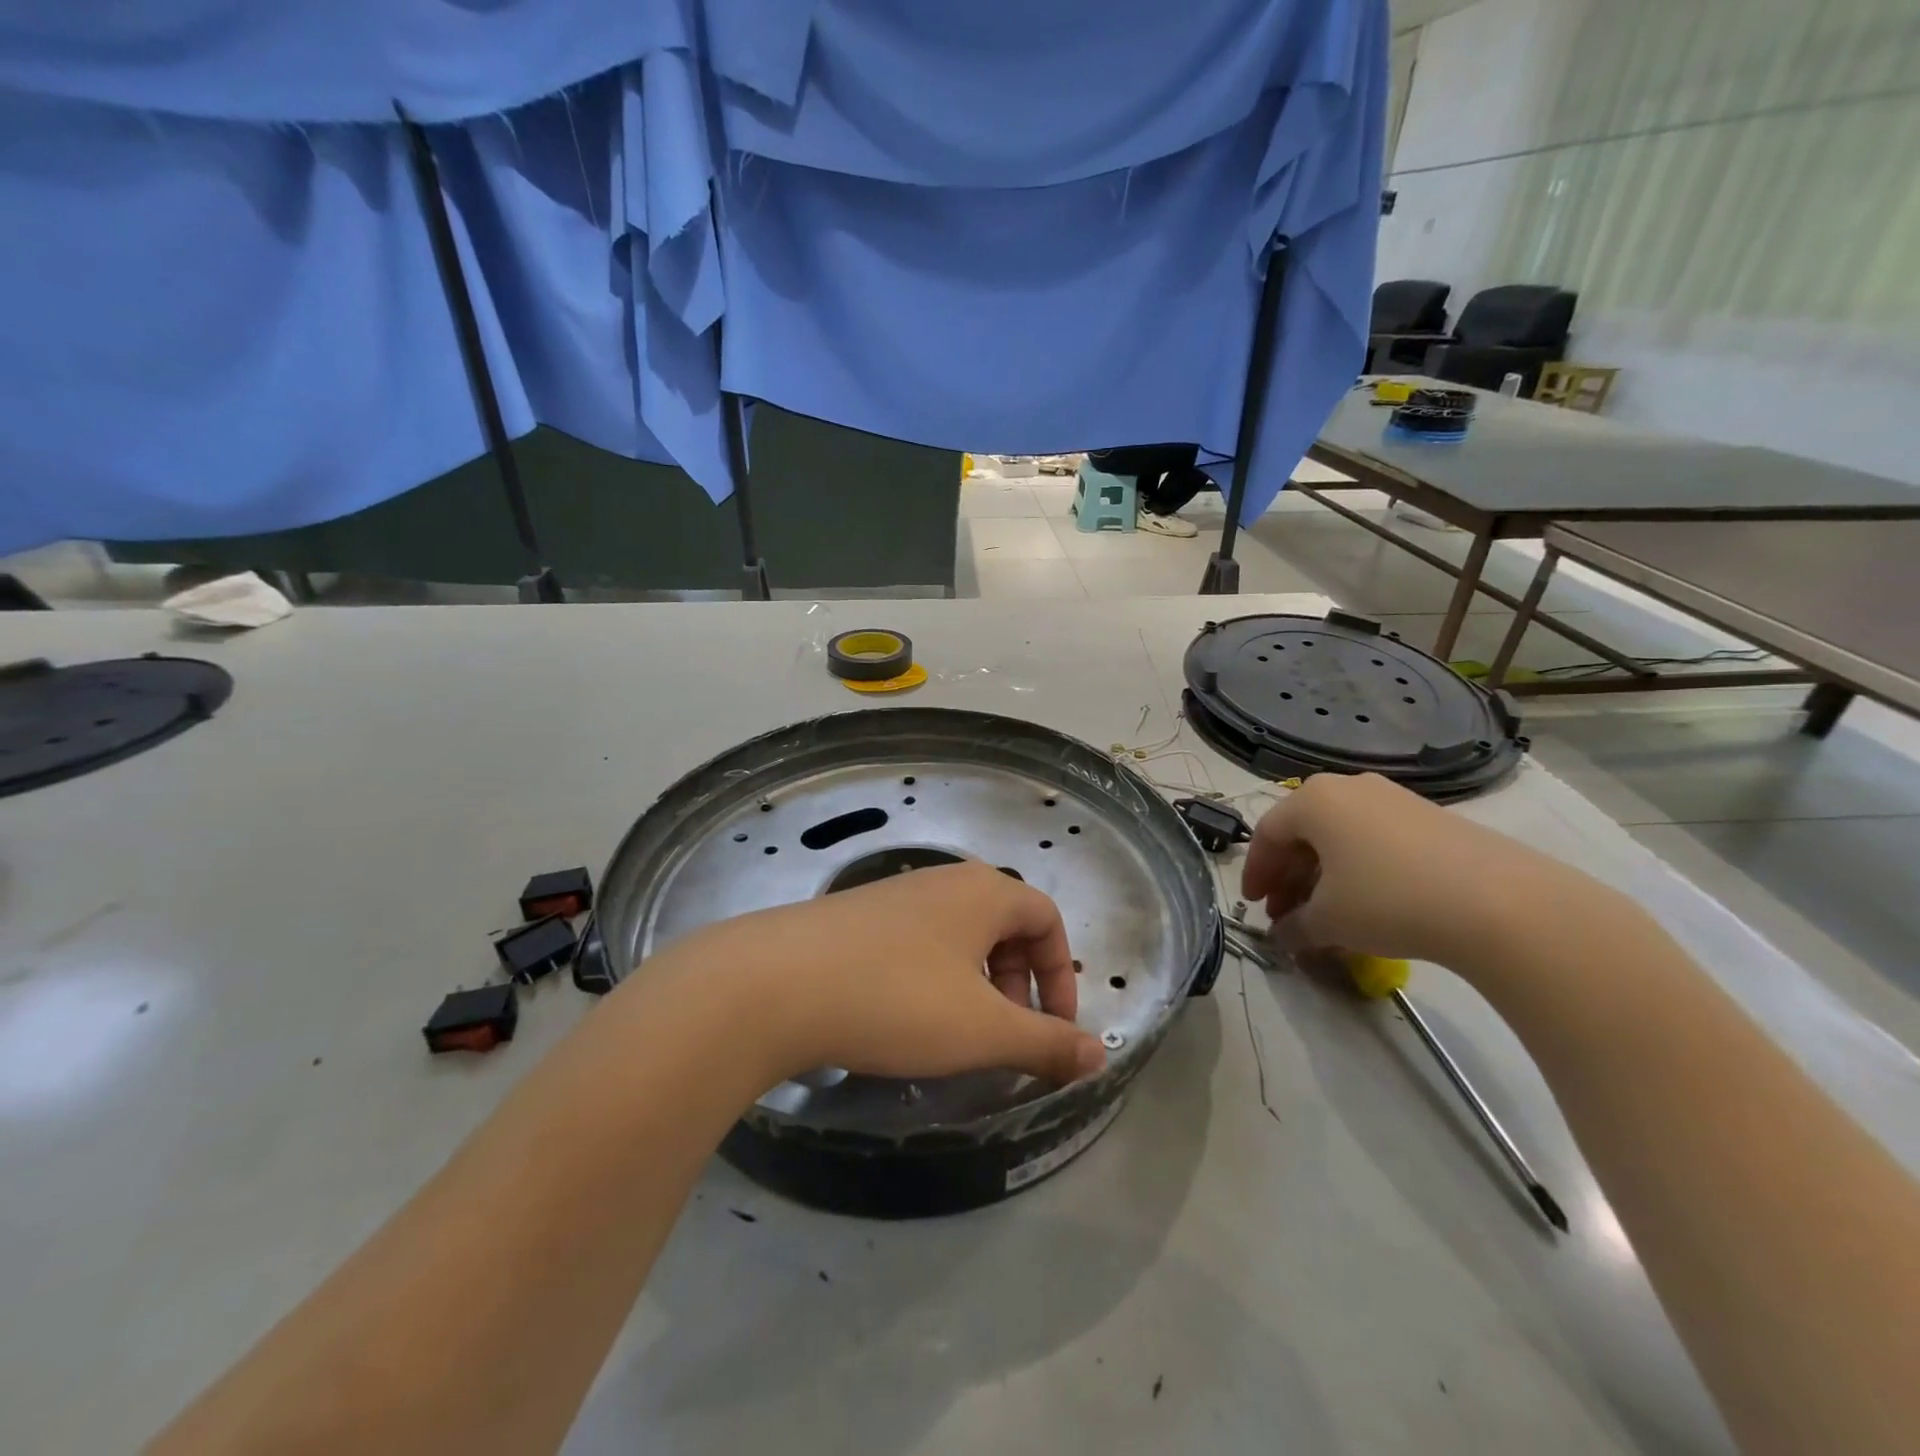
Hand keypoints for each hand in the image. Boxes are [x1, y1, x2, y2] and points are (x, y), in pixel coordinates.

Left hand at [644, 861, 1106, 1088]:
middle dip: (1018, 983)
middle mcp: (943, 880)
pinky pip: (917, 942)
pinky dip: (932, 978)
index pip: (1047, 919)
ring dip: (974, 983)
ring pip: (958, 935)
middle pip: (1004, 925)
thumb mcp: (984, 1031)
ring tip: (956, 1033)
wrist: (775, 984)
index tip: (1052, 1030)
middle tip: (1004, 1035)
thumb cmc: (898, 1000)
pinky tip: (903, 1018)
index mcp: (984, 891)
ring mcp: (894, 894)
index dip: (1061, 975)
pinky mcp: (856, 916)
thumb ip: (1047, 1043)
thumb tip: (1100, 1056)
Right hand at [1242, 772, 1586, 968]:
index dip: (1256, 872)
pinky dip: (1359, 869)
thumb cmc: (1389, 900)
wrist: (1500, 903)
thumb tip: (1284, 936)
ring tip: (1325, 914)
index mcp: (1314, 800)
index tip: (1254, 905)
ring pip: (1341, 835)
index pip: (1268, 834)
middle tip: (1285, 914)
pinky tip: (1368, 904)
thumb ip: (1295, 926)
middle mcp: (1349, 787)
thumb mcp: (1328, 921)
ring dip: (1323, 875)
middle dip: (1289, 876)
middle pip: (1304, 832)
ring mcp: (1394, 798)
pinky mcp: (1432, 818)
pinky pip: (1375, 840)